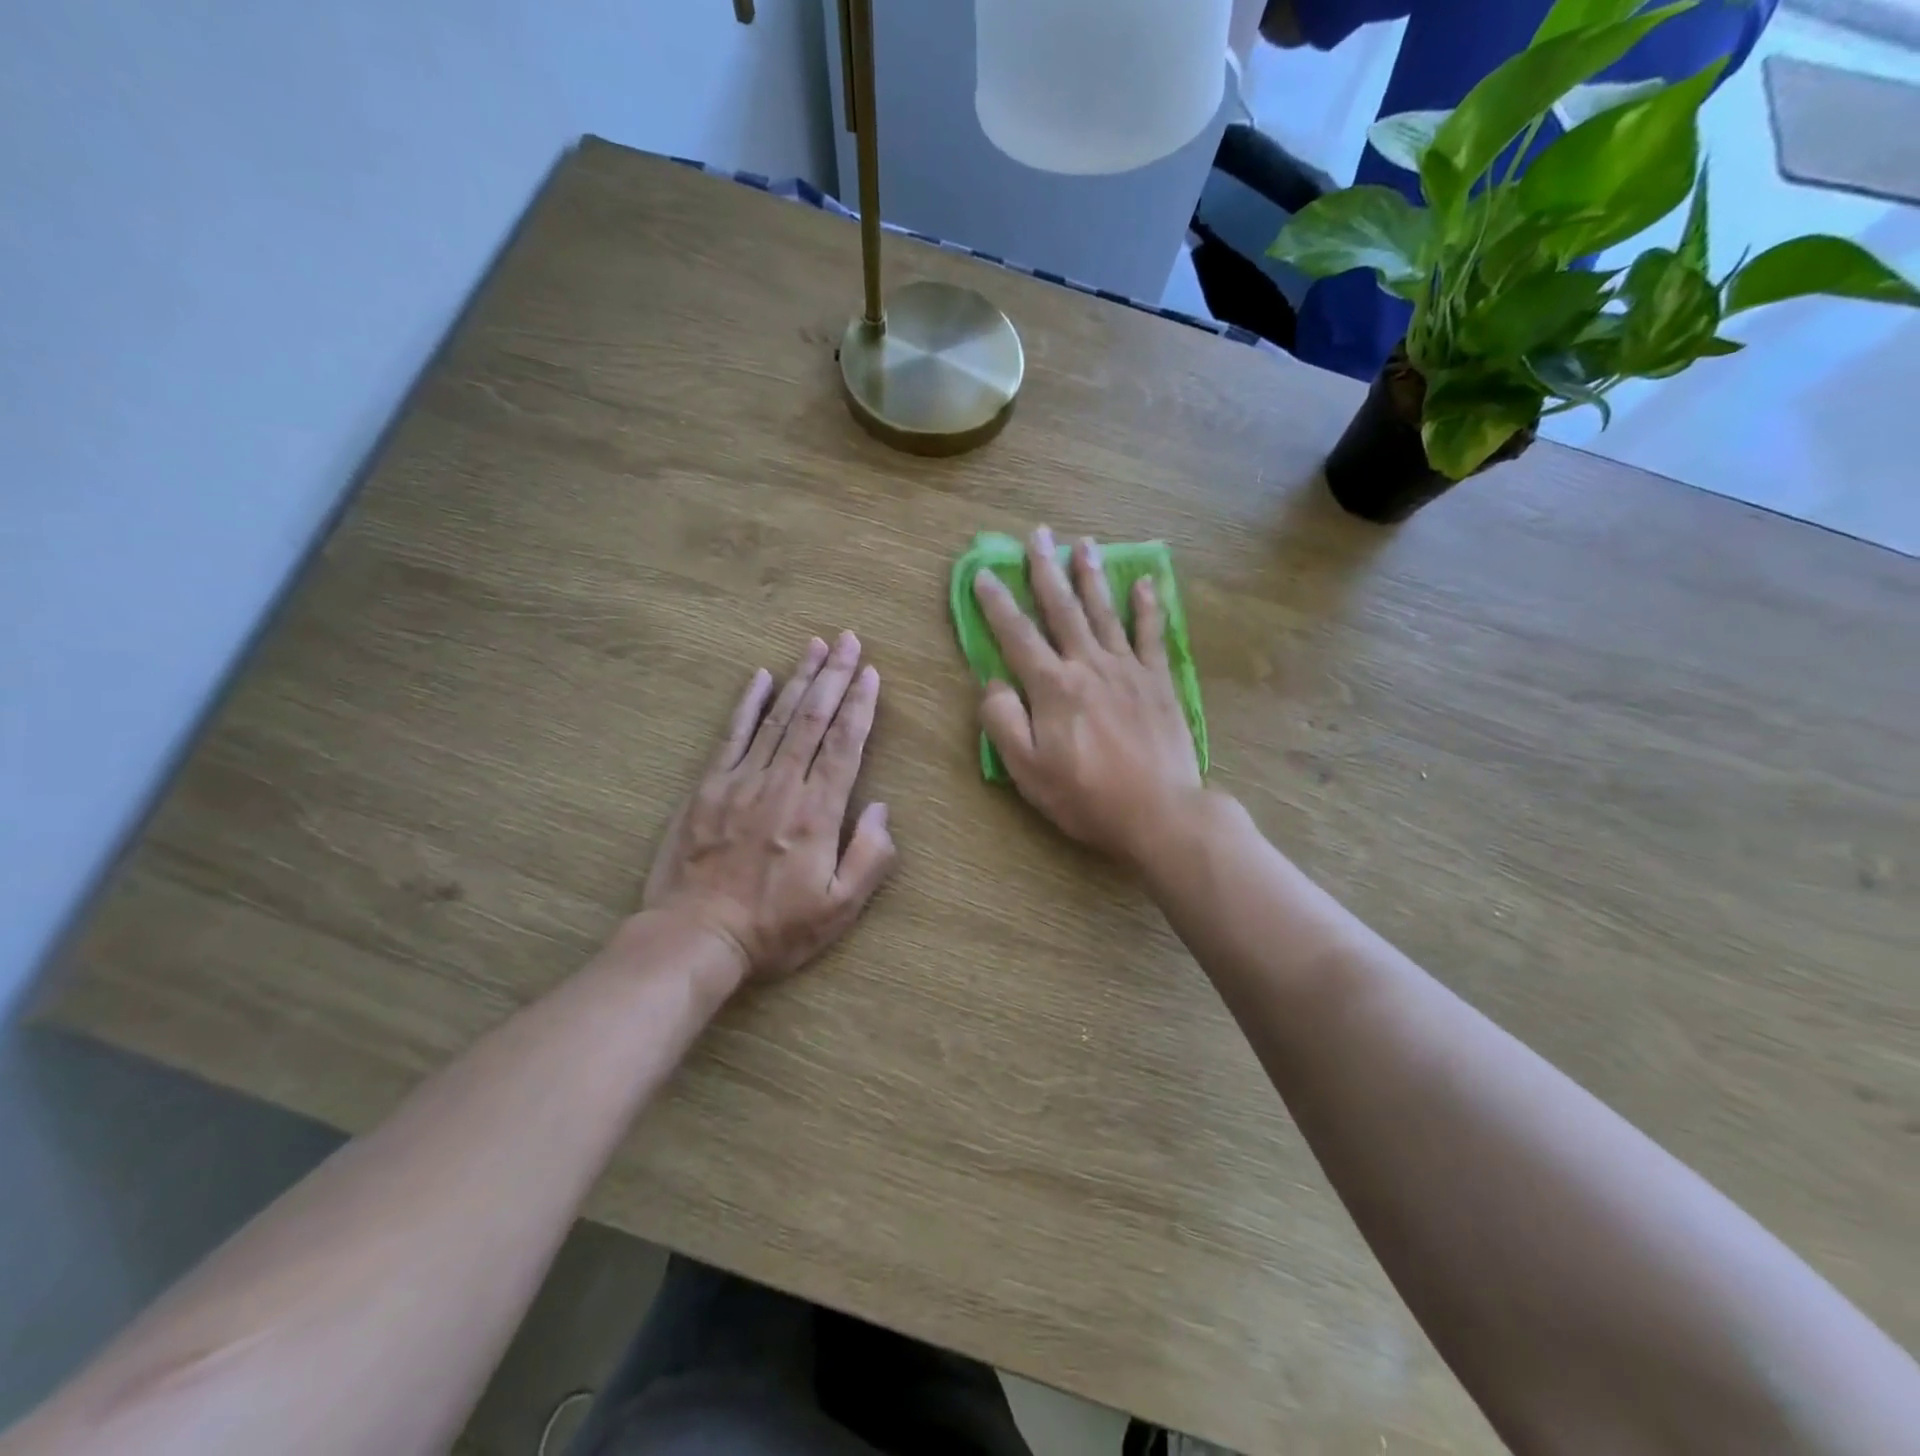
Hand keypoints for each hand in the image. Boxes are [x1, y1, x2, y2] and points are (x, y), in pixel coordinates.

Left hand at [642, 632, 896, 983]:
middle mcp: (781, 786)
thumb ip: (871, 857)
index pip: (844, 745)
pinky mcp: (707, 788)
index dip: (860, 705)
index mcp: (817, 813)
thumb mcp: (839, 908)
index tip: (871, 672)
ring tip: (816, 645)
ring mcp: (740, 782)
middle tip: (849, 640)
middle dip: (835, 676)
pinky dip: (748, 703)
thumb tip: (883, 808)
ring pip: (776, 718)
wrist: (695, 938)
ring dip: (799, 678)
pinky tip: (760, 676)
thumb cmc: (775, 929)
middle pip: (813, 719)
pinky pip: (731, 735)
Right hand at [972, 526, 1202, 868]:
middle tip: (1037, 534)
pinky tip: (1144, 582)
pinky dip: (1147, 606)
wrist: (1160, 812)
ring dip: (1091, 575)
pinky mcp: (1158, 681)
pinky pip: (1151, 634)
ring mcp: (1128, 669)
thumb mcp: (1027, 770)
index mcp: (1053, 686)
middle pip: (1062, 608)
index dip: (996, 603)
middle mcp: (1088, 665)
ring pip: (1104, 611)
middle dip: (1046, 569)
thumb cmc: (1086, 797)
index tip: (983, 573)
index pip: (1017, 635)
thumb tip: (994, 683)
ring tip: (1083, 542)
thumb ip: (1003, 722)